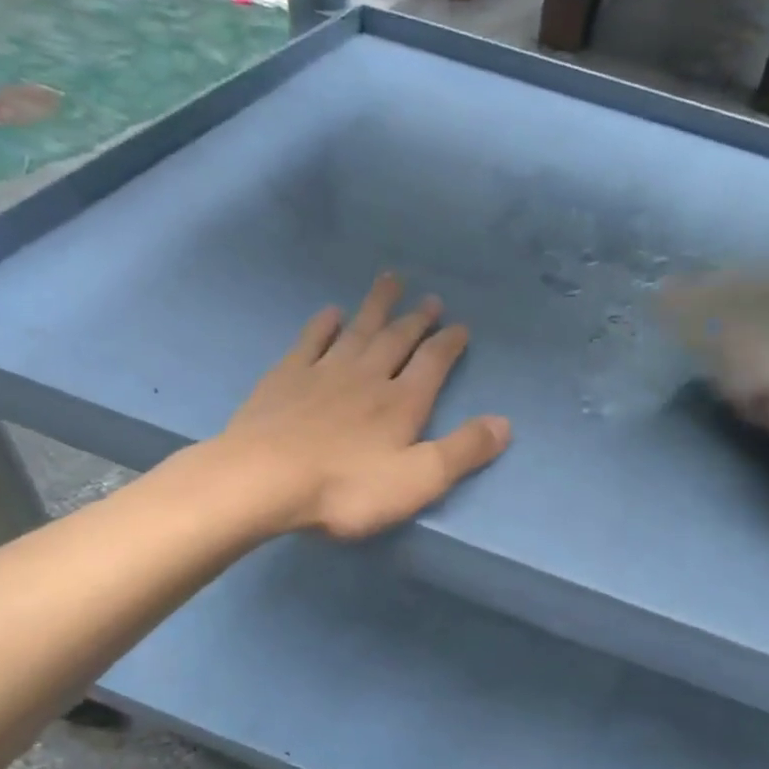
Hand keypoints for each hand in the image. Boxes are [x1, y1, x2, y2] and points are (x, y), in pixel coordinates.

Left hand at [215, 273, 511, 538]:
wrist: (263, 481)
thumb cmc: (347, 487)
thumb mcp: (419, 480)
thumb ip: (464, 451)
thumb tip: (505, 423)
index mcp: (402, 402)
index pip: (433, 363)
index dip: (449, 343)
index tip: (460, 326)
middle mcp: (367, 376)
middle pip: (397, 339)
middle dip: (417, 319)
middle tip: (430, 298)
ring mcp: (323, 373)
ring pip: (358, 330)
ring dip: (376, 306)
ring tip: (389, 280)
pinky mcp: (286, 379)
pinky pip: (310, 341)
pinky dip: (323, 325)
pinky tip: (330, 313)